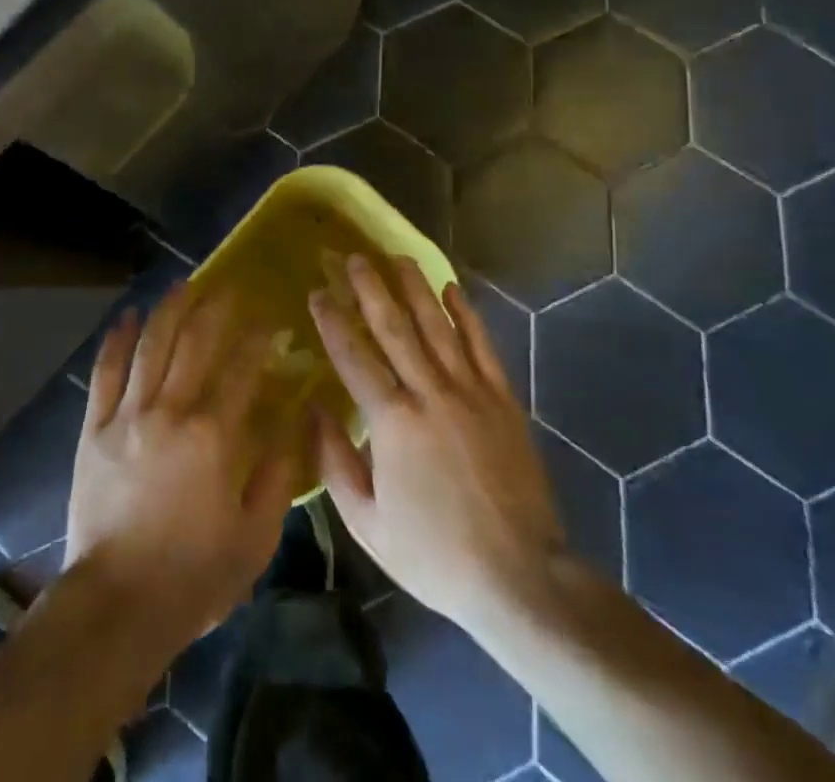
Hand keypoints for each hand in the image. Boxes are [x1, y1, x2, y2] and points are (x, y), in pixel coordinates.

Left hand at [65, 284, 304, 651]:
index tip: (271, 317)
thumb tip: (295, 423)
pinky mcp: (94, 427)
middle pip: (196, 342)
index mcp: (215, 436)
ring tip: (183, 284)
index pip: (243, 368)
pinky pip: (105, 371)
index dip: (259, 337)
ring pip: (151, 345)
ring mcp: (128, 415)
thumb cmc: (194, 575)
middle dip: (216, 308)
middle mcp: (172, 411)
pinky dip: (117, 340)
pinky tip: (127, 316)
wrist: (117, 604)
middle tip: (229, 286)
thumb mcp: (255, 537)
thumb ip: (278, 475)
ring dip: (169, 309)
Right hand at [309, 255, 563, 639]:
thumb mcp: (368, 524)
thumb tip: (313, 410)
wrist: (521, 578)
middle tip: (354, 256)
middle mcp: (430, 394)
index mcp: (393, 423)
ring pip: (437, 326)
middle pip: (394, 327)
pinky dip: (465, 314)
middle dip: (370, 288)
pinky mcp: (503, 399)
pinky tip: (451, 288)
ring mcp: (471, 392)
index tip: (317, 292)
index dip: (332, 321)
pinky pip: (481, 345)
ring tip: (397, 256)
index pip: (353, 356)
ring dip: (415, 287)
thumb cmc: (435, 554)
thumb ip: (335, 463)